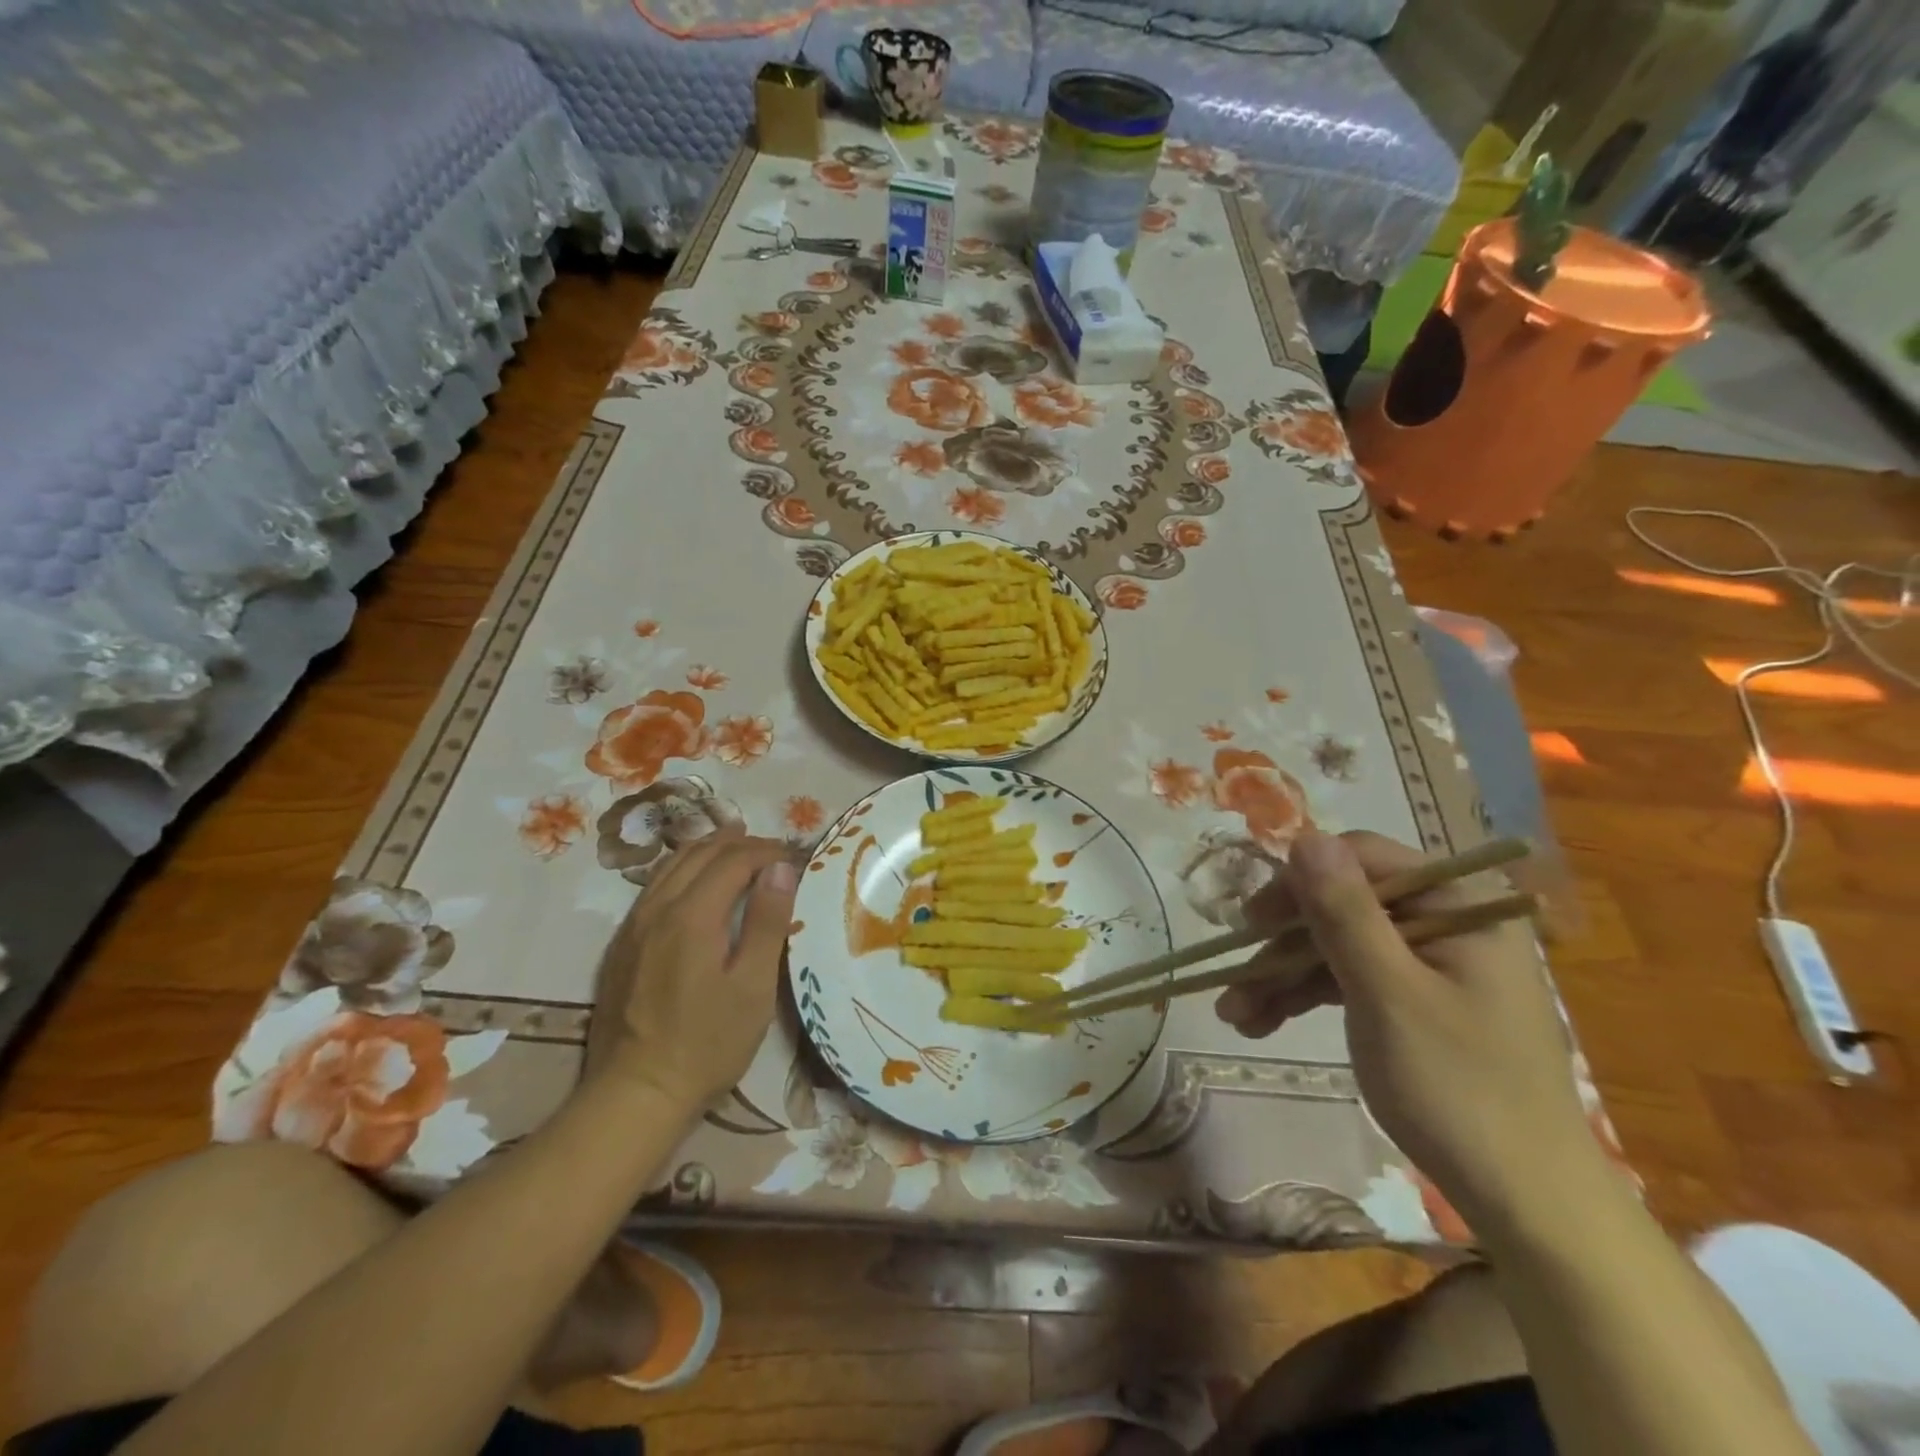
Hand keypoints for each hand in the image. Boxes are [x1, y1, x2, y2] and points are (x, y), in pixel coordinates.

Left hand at [587, 827, 798, 1113]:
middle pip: (700, 853)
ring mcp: (634, 925)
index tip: (796, 857)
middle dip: (741, 843)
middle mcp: (658, 908)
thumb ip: (767, 921)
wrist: (635, 1094)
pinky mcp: (622, 944)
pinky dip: (684, 869)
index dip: (768, 851)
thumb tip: (781, 868)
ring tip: (738, 849)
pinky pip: (655, 885)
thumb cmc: (707, 1043)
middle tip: (774, 851)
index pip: (734, 859)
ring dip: (709, 850)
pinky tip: (697, 882)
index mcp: (692, 915)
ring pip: (672, 864)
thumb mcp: (753, 987)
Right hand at [1216, 829, 1599, 1228]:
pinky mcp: (1416, 1001)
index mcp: (1460, 905)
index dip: (1299, 882)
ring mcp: (1431, 964)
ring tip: (1233, 1014)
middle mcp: (1446, 922)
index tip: (1251, 922)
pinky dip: (1306, 997)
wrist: (1527, 1204)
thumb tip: (1305, 836)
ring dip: (1283, 976)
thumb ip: (1344, 911)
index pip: (1362, 859)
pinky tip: (1260, 1021)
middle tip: (1233, 979)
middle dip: (1281, 944)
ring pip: (1337, 945)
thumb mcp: (1388, 993)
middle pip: (1342, 905)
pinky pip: (1349, 978)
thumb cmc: (1459, 1089)